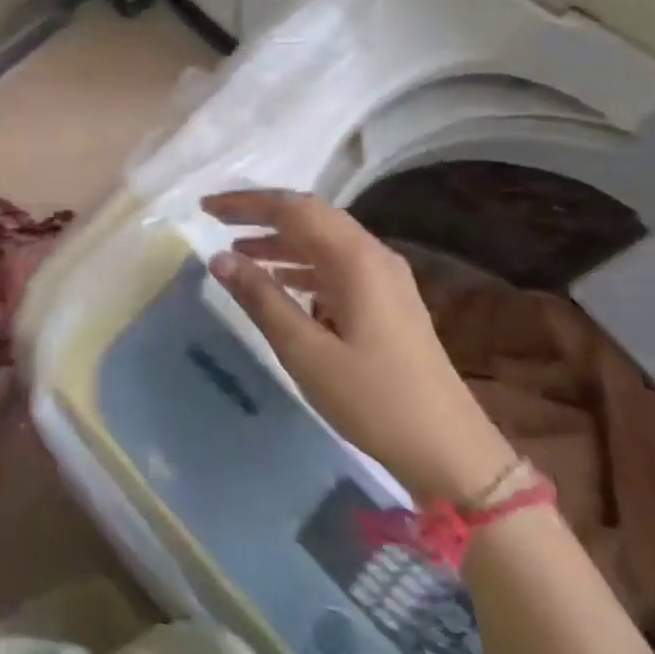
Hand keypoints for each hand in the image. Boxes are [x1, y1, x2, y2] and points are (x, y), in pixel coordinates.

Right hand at [201, 188, 515, 503]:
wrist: (449, 450)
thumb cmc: (372, 399)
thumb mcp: (305, 351)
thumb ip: (261, 298)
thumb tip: (218, 258)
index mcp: (355, 259)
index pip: (293, 209)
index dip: (247, 203)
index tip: (206, 208)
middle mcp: (373, 256)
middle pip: (310, 215)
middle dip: (262, 213)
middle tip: (217, 220)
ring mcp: (385, 278)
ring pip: (324, 240)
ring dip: (280, 239)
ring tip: (238, 252)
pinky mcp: (388, 301)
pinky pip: (336, 265)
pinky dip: (301, 264)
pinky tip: (280, 282)